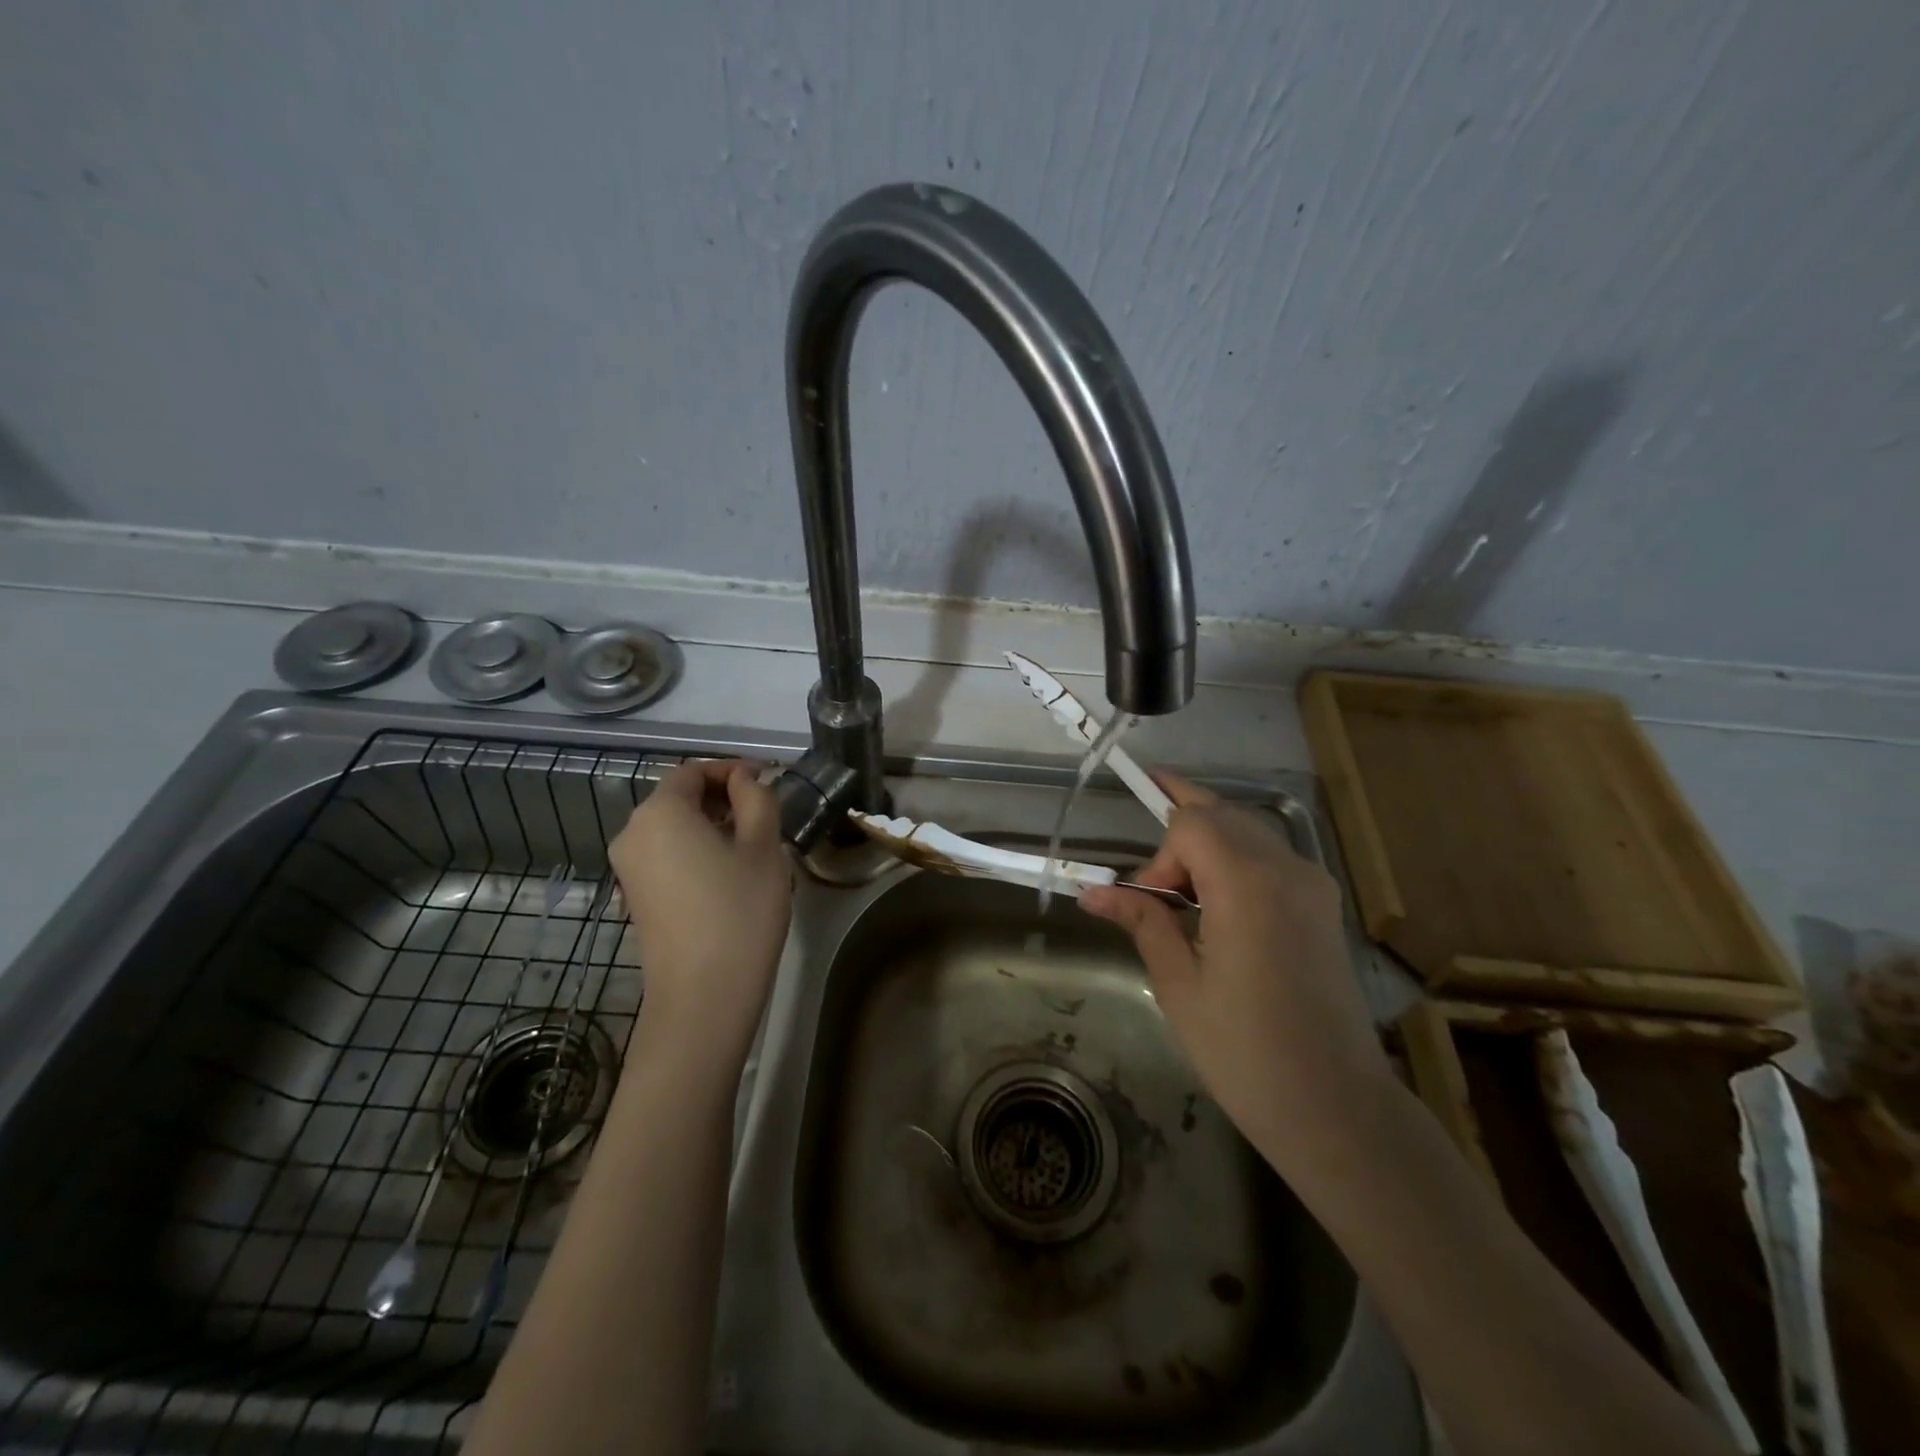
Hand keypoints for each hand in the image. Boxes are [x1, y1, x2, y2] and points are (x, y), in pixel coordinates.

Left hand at [607, 759, 792, 1073]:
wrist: (703, 996)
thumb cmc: (739, 911)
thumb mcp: (763, 846)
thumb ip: (756, 798)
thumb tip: (744, 780)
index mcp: (660, 812)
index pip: (693, 771)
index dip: (731, 769)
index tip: (768, 779)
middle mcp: (632, 833)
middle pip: (678, 798)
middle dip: (722, 796)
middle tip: (765, 812)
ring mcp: (628, 870)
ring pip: (672, 828)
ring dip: (711, 824)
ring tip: (752, 843)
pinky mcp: (634, 898)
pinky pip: (666, 856)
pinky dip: (694, 850)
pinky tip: (727, 873)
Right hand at [1079, 773, 1393, 1175]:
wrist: (1337, 1107)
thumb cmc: (1245, 1051)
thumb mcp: (1179, 985)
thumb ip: (1142, 922)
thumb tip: (1093, 892)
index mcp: (1248, 883)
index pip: (1191, 824)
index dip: (1159, 856)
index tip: (1147, 905)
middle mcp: (1287, 868)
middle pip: (1222, 815)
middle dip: (1178, 834)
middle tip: (1150, 880)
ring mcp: (1313, 884)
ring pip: (1248, 830)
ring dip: (1207, 843)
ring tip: (1177, 890)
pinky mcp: (1323, 904)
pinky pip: (1270, 856)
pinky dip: (1235, 860)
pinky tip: (1216, 902)